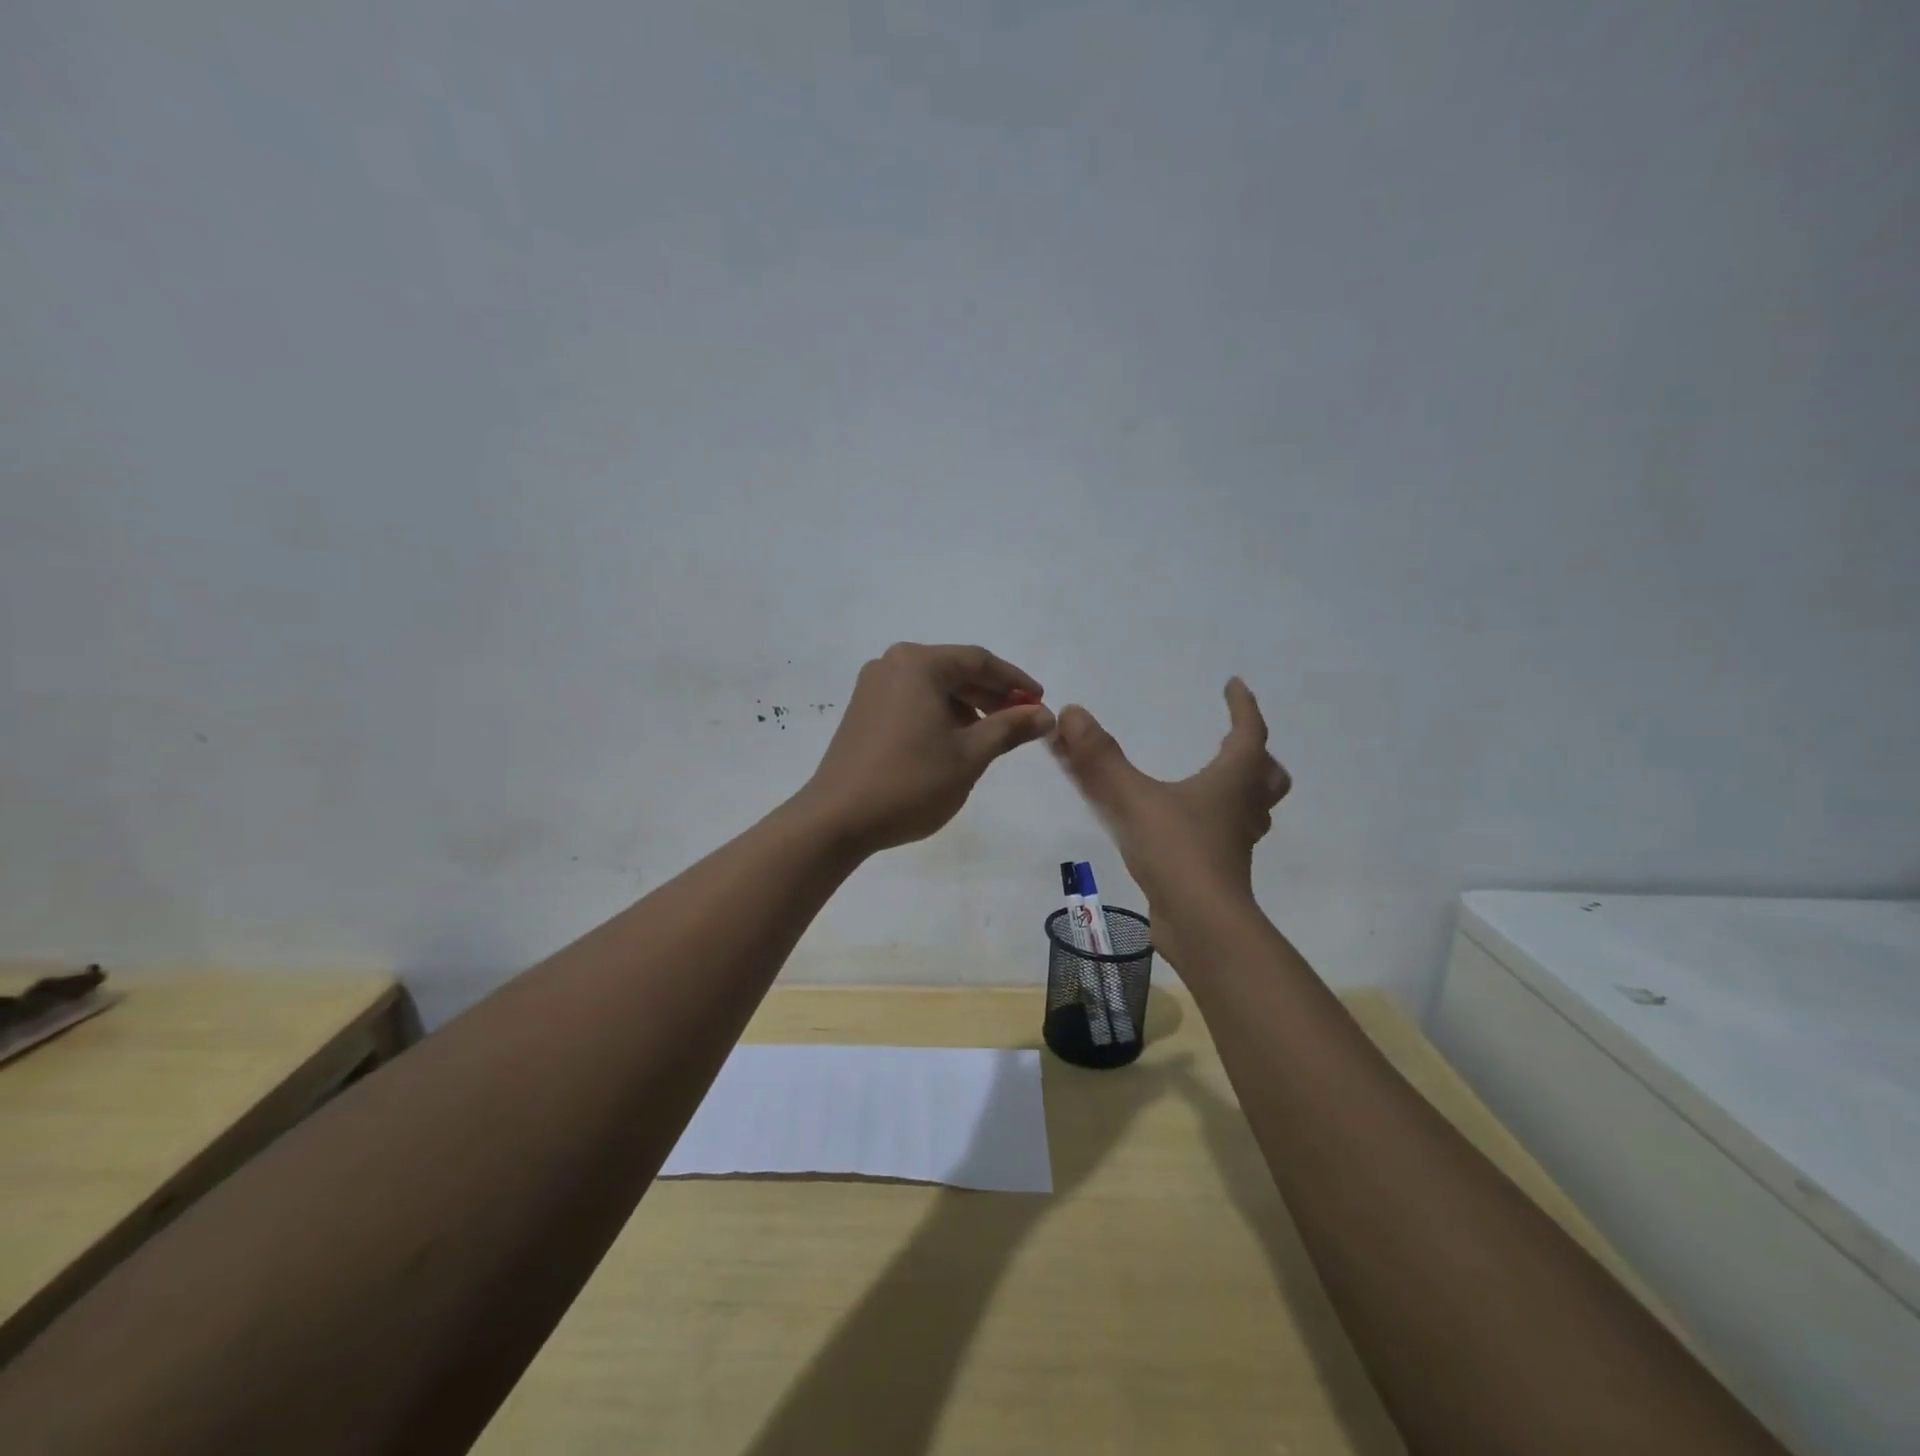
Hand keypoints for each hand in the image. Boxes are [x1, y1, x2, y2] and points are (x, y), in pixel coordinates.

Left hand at [800, 643, 1056, 855]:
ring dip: (967, 706)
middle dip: (991, 694)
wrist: (837, 819)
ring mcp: (872, 688)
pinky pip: (912, 701)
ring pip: (933, 687)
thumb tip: (1045, 714)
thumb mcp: (970, 755)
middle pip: (954, 670)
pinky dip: (940, 715)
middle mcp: (891, 665)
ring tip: (992, 736)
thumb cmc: (910, 782)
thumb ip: (1010, 728)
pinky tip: (955, 742)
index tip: (1041, 701)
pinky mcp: (863, 712)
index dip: (1015, 680)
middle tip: (1022, 720)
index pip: (978, 661)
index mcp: (918, 664)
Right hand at [1050, 678, 1289, 970]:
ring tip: (1212, 783)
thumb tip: (1070, 711)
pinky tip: (1185, 827)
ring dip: (1241, 789)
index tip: (1234, 684)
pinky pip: (1228, 835)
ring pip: (1253, 808)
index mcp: (1233, 780)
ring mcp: (1236, 843)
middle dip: (1255, 753)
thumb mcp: (1132, 798)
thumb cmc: (1178, 851)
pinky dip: (1215, 822)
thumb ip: (1099, 758)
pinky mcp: (1221, 870)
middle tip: (1231, 742)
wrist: (1201, 924)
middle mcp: (1243, 808)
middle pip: (1267, 774)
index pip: (1249, 731)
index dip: (1242, 705)